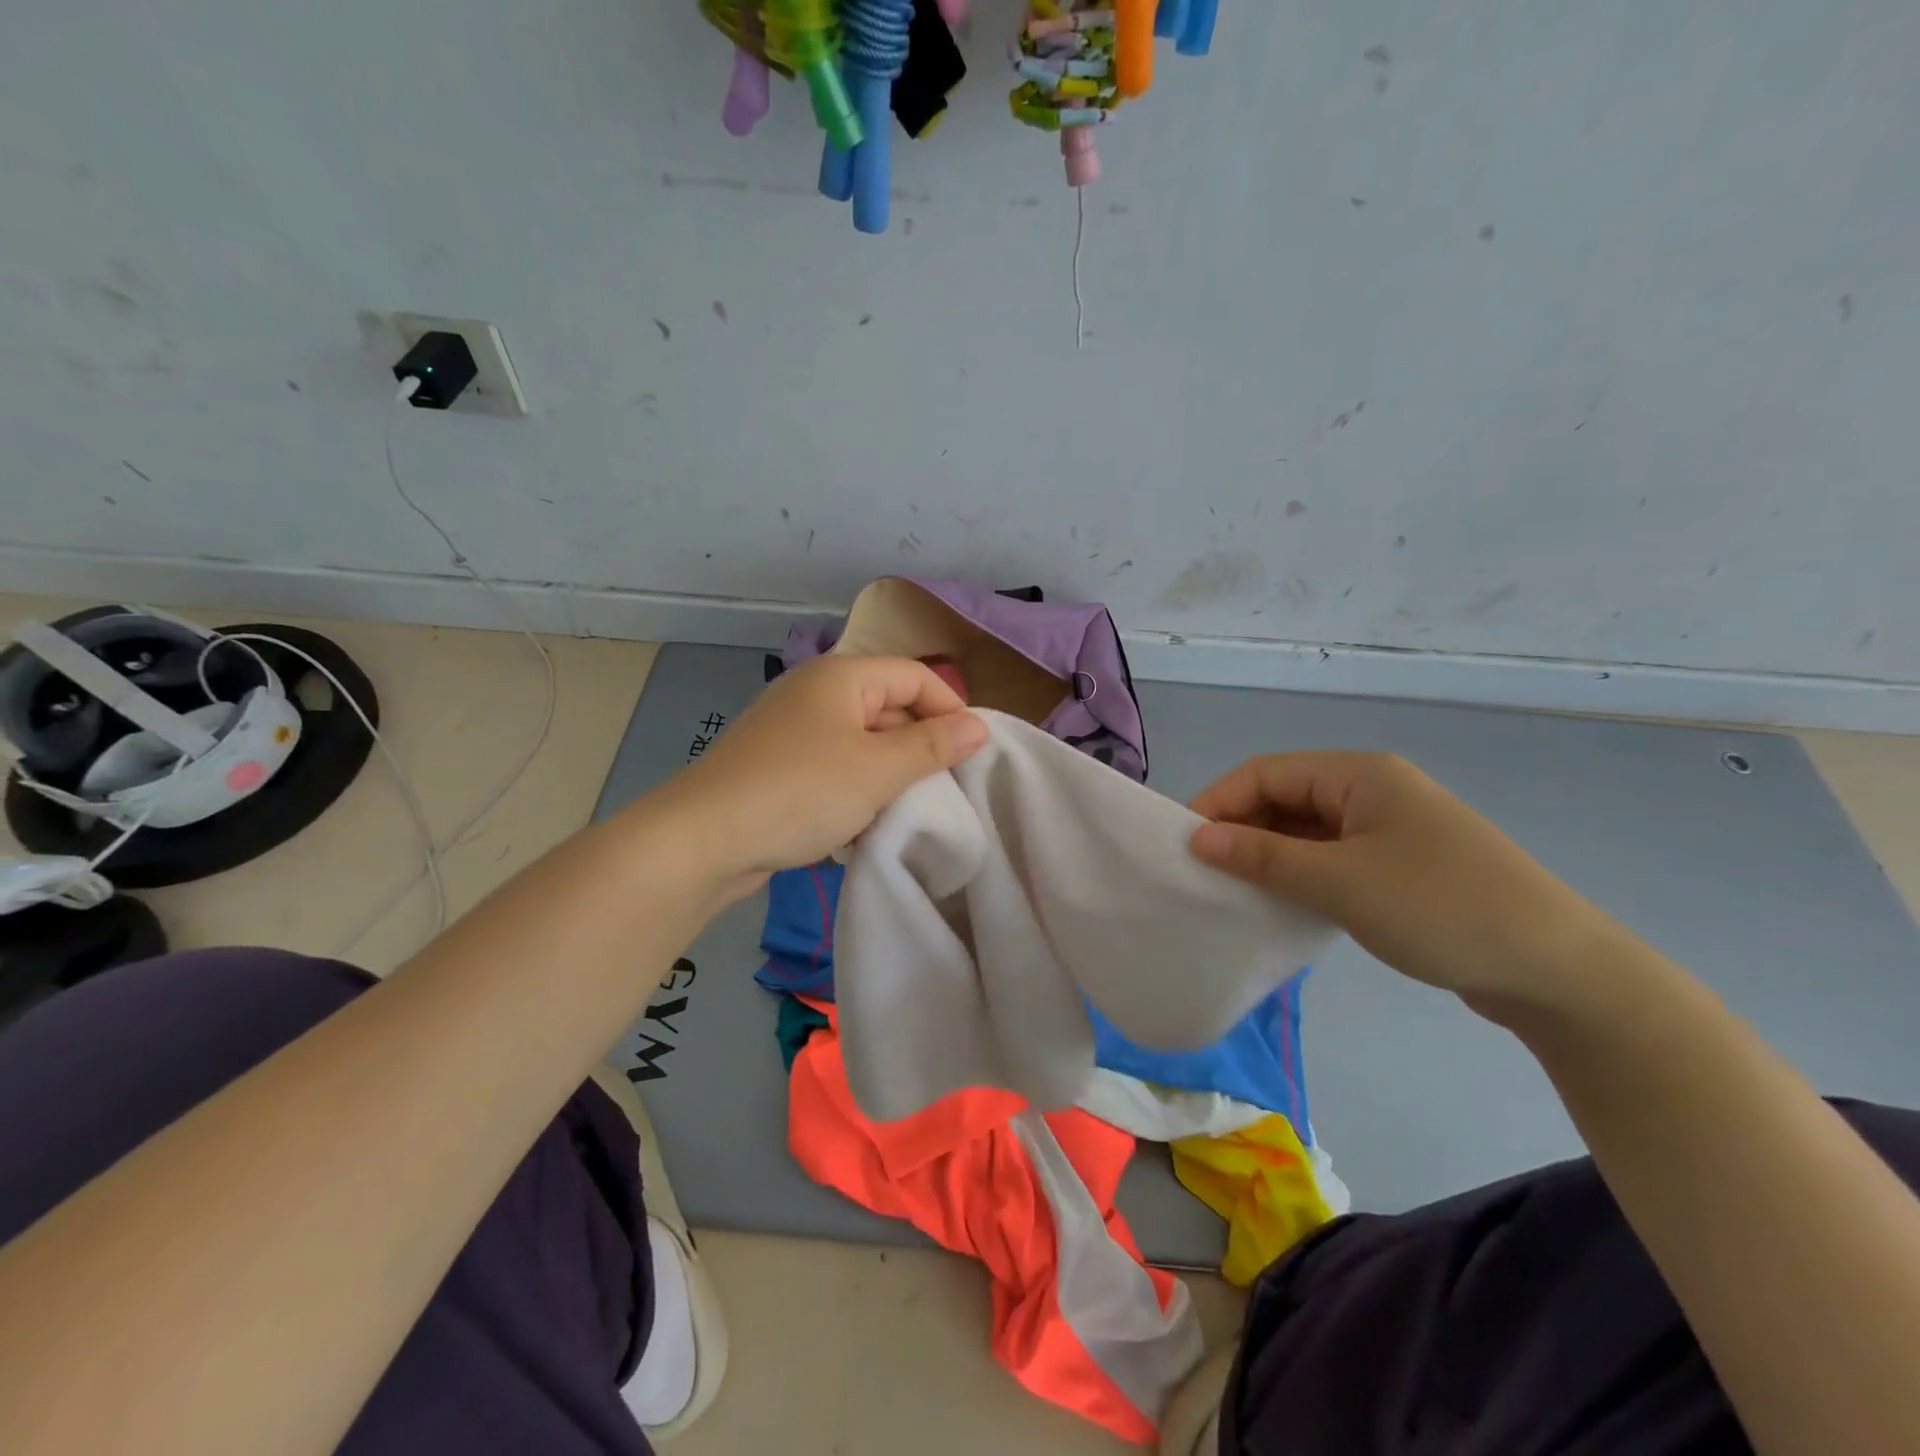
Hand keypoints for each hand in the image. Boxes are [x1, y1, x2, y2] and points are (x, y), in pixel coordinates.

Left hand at [653, 655, 987, 896]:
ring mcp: (793, 732)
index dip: (950, 709)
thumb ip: (932, 746)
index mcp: (842, 677)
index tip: (972, 755)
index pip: (915, 676)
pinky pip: (834, 770)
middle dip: (919, 748)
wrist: (701, 840)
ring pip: (863, 745)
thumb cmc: (800, 792)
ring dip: (888, 777)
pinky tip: (862, 827)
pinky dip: (855, 793)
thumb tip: (980, 726)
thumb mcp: (877, 769)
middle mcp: (816, 694)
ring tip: (906, 813)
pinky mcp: (778, 768)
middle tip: (943, 791)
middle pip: (889, 708)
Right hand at [1188, 752, 1622, 1021]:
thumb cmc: (1441, 908)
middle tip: (1205, 873)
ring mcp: (1389, 830)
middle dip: (1241, 830)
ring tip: (1234, 891)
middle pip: (1284, 797)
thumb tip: (1197, 839)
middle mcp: (1372, 791)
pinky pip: (1331, 858)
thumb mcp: (1340, 882)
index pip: (1265, 773)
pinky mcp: (1400, 867)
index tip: (1184, 845)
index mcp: (1360, 774)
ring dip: (1269, 856)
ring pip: (1306, 831)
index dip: (1218, 802)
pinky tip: (1282, 904)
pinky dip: (1300, 875)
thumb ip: (1263, 857)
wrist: (1558, 971)